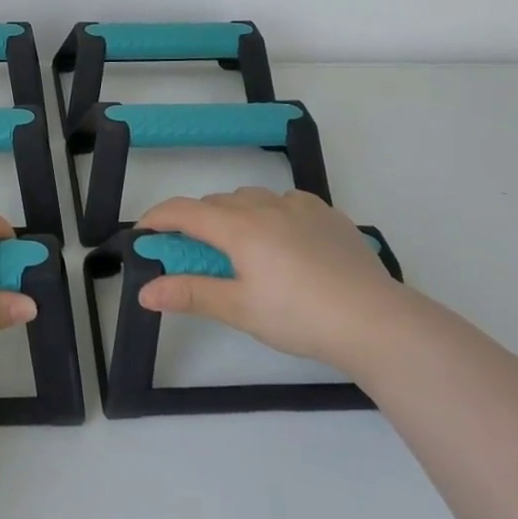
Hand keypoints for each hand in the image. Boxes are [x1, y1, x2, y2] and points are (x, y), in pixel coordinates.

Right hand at [134, 188, 407, 372]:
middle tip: (194, 254)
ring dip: (234, 215)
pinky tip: (284, 243)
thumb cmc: (299, 316)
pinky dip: (271, 214)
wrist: (375, 320)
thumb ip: (190, 294)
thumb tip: (145, 290)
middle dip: (197, 222)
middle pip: (217, 203)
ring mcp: (300, 205)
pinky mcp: (328, 214)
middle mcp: (265, 205)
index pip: (184, 211)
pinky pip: (286, 203)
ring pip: (252, 198)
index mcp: (239, 226)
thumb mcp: (240, 309)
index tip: (142, 232)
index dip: (158, 218)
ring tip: (239, 248)